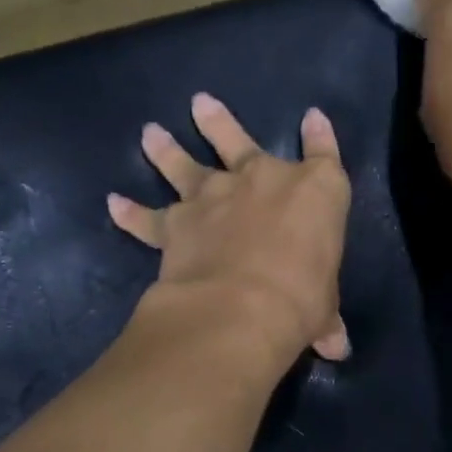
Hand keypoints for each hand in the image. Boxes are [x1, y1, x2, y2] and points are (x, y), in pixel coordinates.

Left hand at [108, 93, 351, 361]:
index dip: (320, 136)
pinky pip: (148, 218)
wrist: (243, 307)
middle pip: (239, 140)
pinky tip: (114, 203)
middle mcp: (261, 181)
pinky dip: (130, 213)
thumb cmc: (301, 299)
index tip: (312, 118)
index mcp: (315, 192)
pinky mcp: (176, 224)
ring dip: (167, 149)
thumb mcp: (323, 310)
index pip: (324, 155)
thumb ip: (326, 321)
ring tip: (151, 133)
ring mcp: (214, 197)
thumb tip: (337, 347)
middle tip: (200, 104)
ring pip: (185, 166)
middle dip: (219, 123)